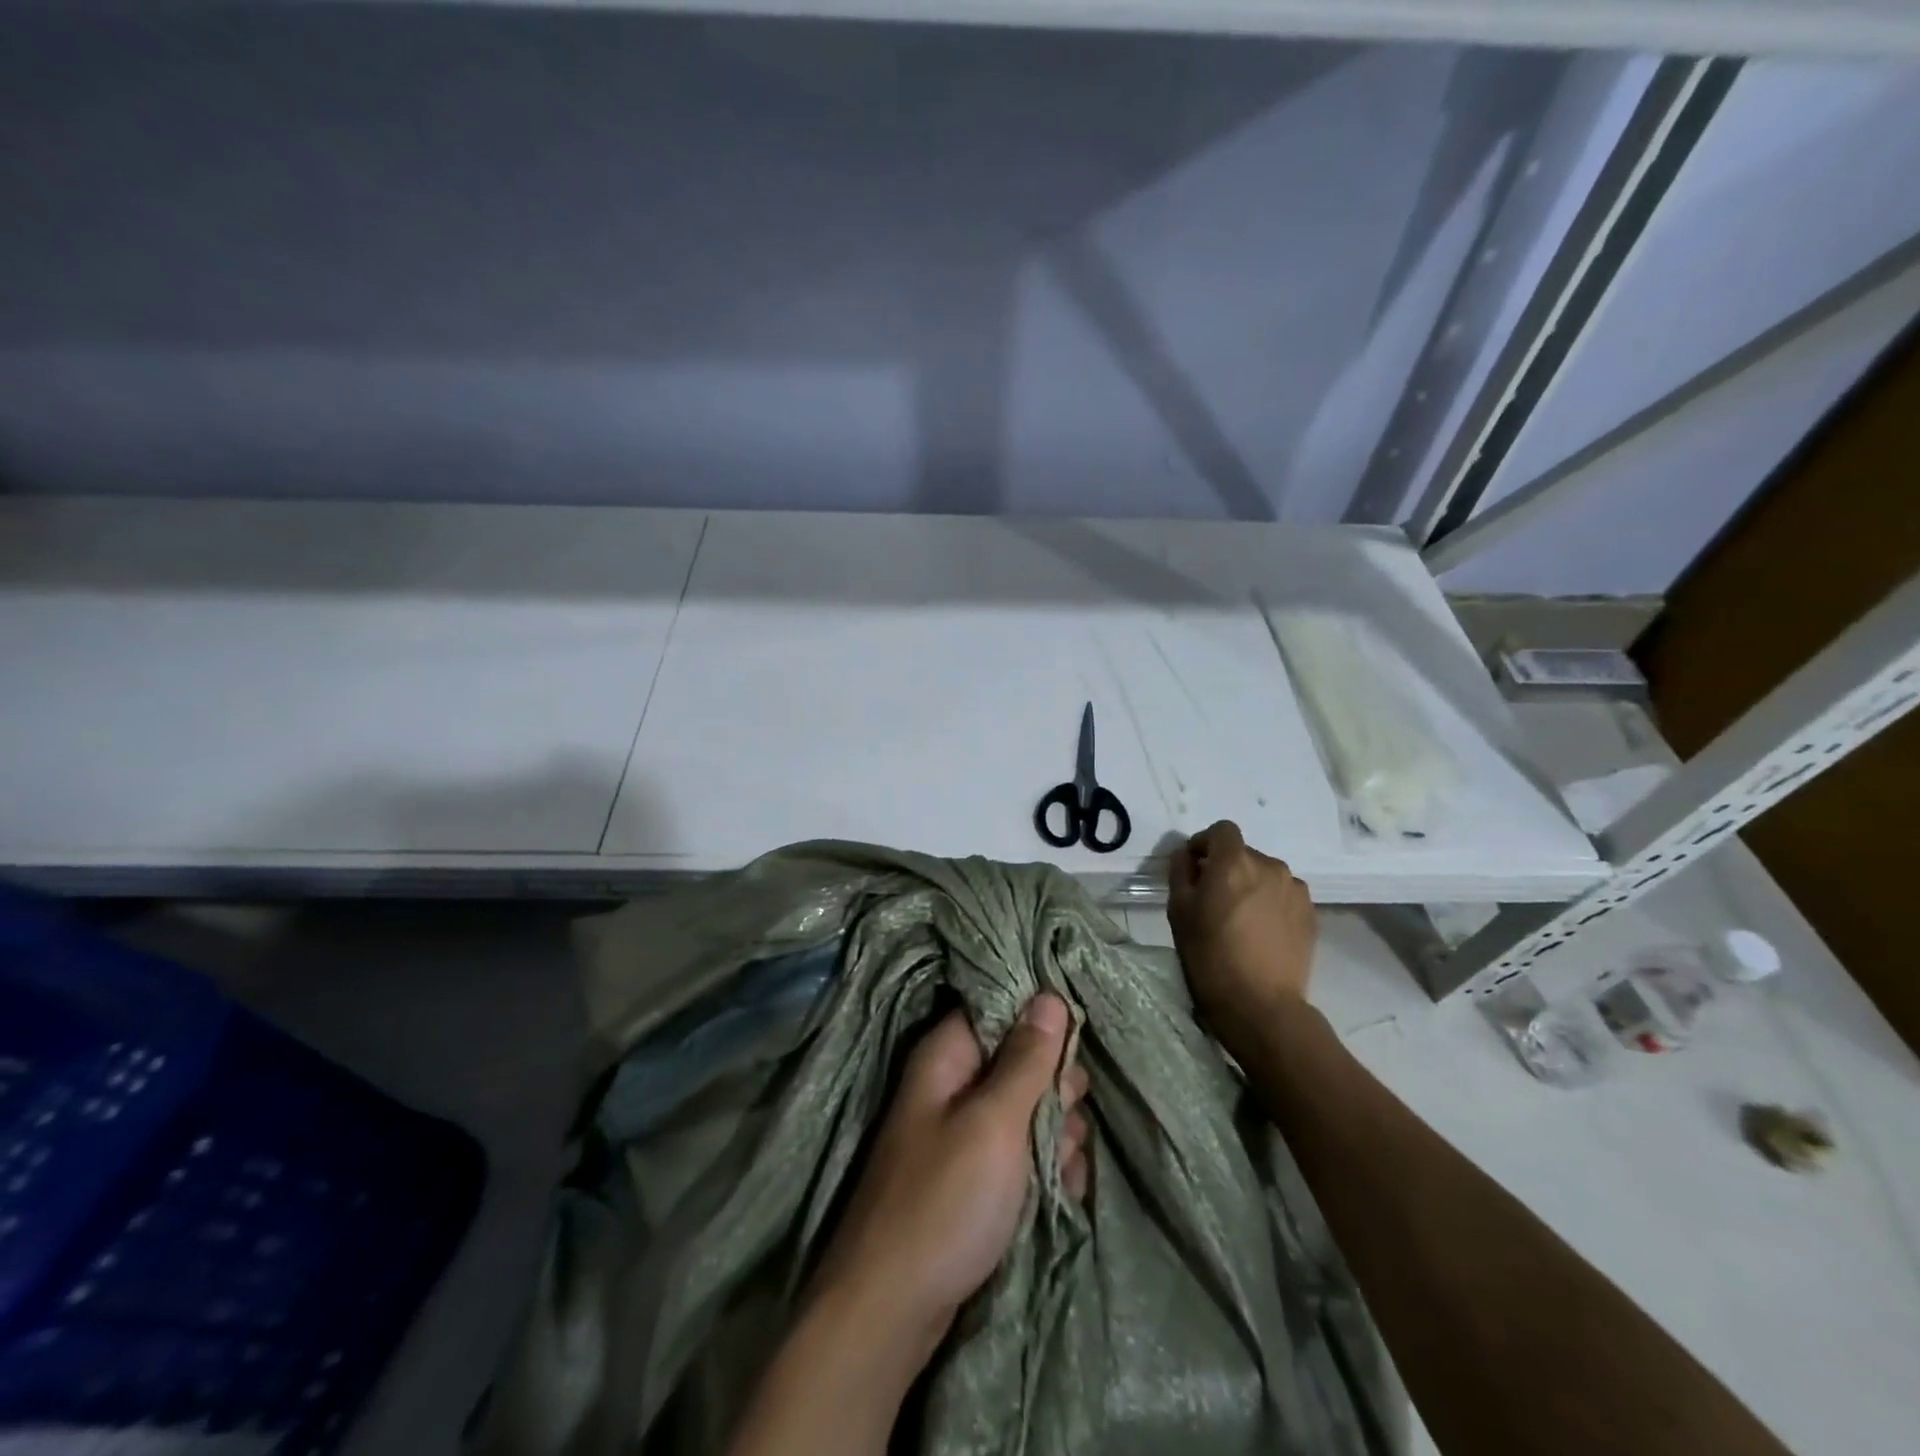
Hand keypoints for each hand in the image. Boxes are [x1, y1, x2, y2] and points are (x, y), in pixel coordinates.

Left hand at [808, 994, 1089, 1367]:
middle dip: (1055, 1089)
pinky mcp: (976, 1174)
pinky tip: (1063, 1190)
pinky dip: (1046, 1168)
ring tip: (1061, 1168)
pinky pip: (1023, 1152)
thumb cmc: (946, 1201)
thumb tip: (1050, 995)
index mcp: (948, 1055)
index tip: (1074, 1047)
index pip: (1002, 1008)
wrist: (893, 1309)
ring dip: (1056, 1134)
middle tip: (1063, 1122)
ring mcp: (965, 1132)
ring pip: (1029, 1109)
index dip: (1041, 1020)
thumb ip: (1026, 1060)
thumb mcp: (995, 1122)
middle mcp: (954, 1083)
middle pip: (1022, 1060)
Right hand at [1168, 820, 1316, 1043]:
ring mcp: (1295, 889)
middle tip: (1214, 900)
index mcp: (1234, 861)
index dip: (1205, 843)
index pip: (1222, 830)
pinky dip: (1271, 903)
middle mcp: (1269, 866)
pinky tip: (1262, 932)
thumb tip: (1188, 855)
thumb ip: (1181, 872)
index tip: (1195, 867)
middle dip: (1227, 868)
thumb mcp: (1179, 911)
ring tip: (1241, 919)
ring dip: (1251, 885)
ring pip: (1265, 874)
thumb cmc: (1210, 955)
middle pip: (1244, 853)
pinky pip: (1284, 895)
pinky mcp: (1311, 913)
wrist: (1261, 1005)